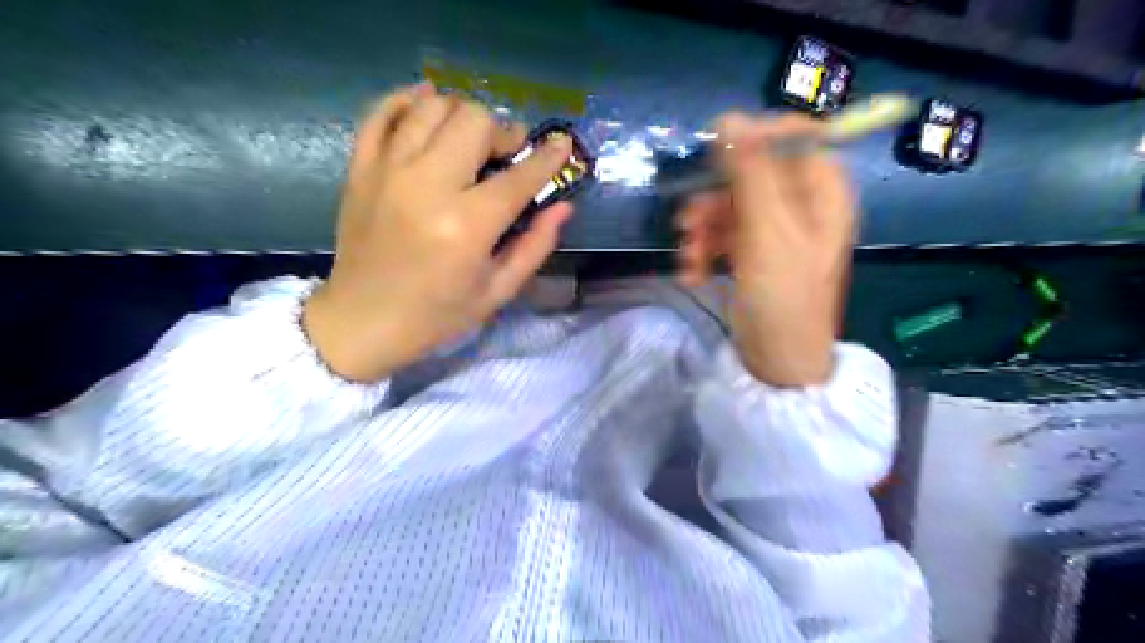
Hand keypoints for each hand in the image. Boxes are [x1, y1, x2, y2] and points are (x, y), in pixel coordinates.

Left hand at [302, 84, 571, 379]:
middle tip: (505, 155)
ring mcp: (387, 171)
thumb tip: (563, 207)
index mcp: (466, 225)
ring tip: (469, 139)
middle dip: (501, 132)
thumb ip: (534, 246)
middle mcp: (427, 186)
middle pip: (473, 121)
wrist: (361, 322)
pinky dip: (406, 100)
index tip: (561, 144)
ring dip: (461, 115)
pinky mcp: (360, 168)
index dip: (547, 157)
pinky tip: (425, 105)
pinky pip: (380, 112)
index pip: (518, 176)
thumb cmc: (436, 315)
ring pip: (432, 107)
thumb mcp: (497, 292)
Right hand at [673, 113, 853, 389]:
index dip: (754, 139)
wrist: (779, 362)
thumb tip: (729, 116)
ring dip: (702, 229)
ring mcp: (775, 231)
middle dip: (714, 198)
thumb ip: (750, 172)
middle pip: (752, 174)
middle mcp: (801, 205)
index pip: (794, 137)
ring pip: (730, 205)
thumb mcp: (768, 231)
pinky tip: (694, 274)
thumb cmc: (784, 297)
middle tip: (689, 222)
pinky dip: (705, 250)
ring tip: (689, 258)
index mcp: (822, 192)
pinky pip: (724, 235)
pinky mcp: (753, 253)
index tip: (715, 155)